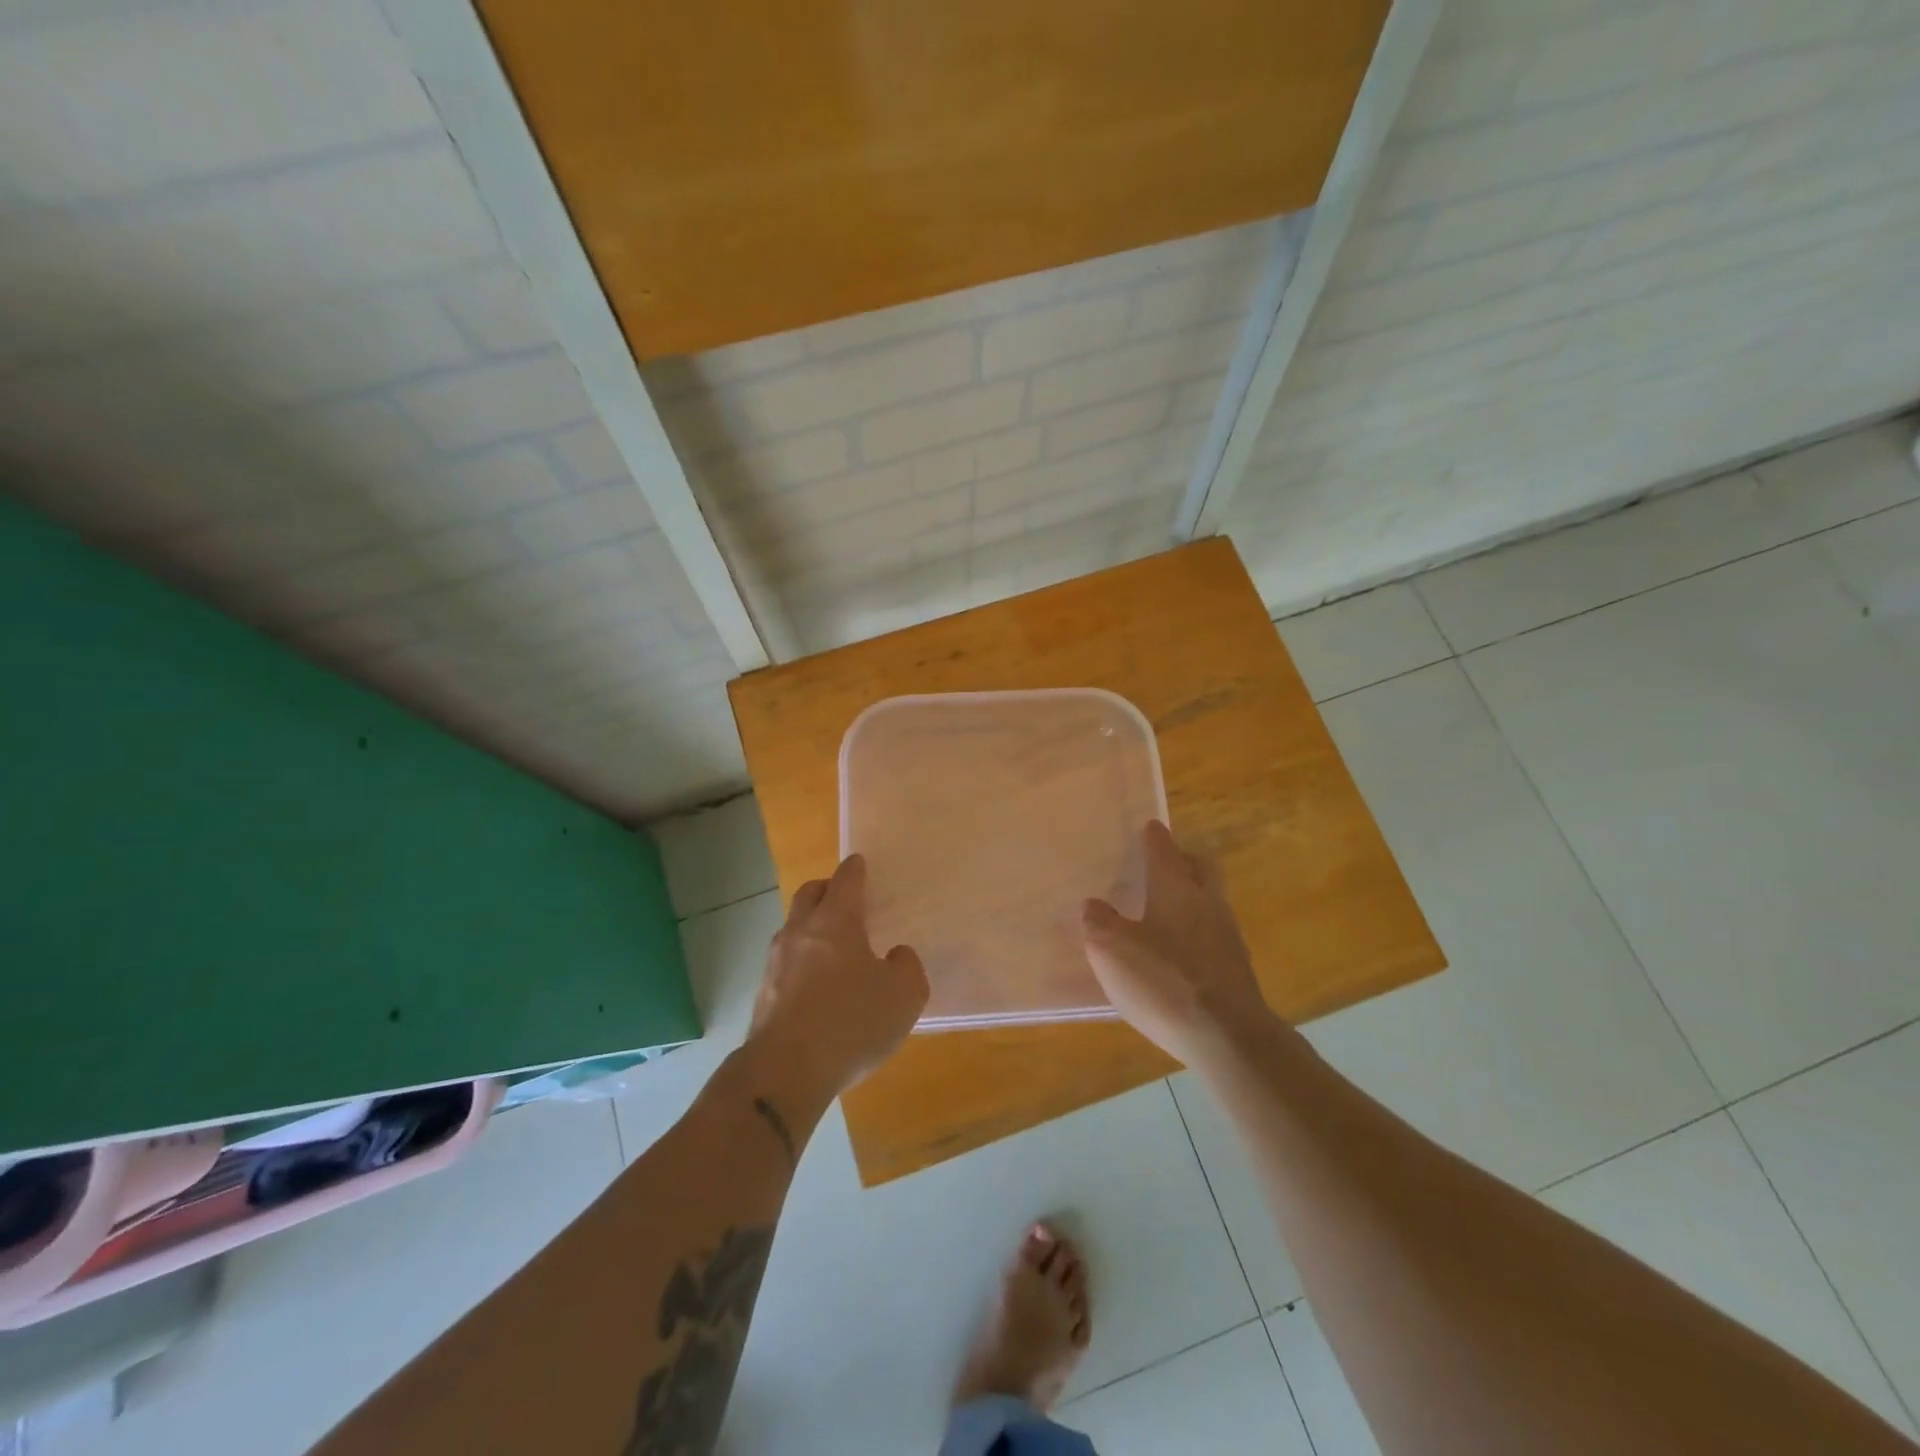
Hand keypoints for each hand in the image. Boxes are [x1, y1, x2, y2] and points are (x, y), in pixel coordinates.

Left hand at [749, 855, 929, 1095]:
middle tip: (844, 898)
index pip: (845, 880)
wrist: (785, 1071)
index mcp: (835, 921)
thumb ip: (906, 967)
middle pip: (809, 894)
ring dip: (811, 928)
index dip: (855, 869)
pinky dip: (801, 963)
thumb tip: (896, 956)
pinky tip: (816, 987)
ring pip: (793, 929)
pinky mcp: (763, 995)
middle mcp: (801, 932)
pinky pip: (785, 964)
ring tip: (833, 947)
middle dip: (826, 889)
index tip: (859, 863)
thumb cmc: (851, 1021)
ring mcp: (776, 963)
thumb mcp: (903, 995)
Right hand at [1082, 821, 1271, 1066]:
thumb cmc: (1163, 981)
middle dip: (1183, 859)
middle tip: (1162, 864)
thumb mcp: (1110, 949)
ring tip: (1164, 911)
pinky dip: (1196, 933)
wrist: (1227, 1037)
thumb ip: (1098, 921)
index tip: (1148, 827)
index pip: (1164, 849)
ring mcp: (1228, 936)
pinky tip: (1178, 954)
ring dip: (1191, 897)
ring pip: (1210, 900)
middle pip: (1200, 867)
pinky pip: (1214, 934)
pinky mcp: (1236, 969)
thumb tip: (1095, 905)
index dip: (1153, 837)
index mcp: (1175, 888)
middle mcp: (1207, 902)